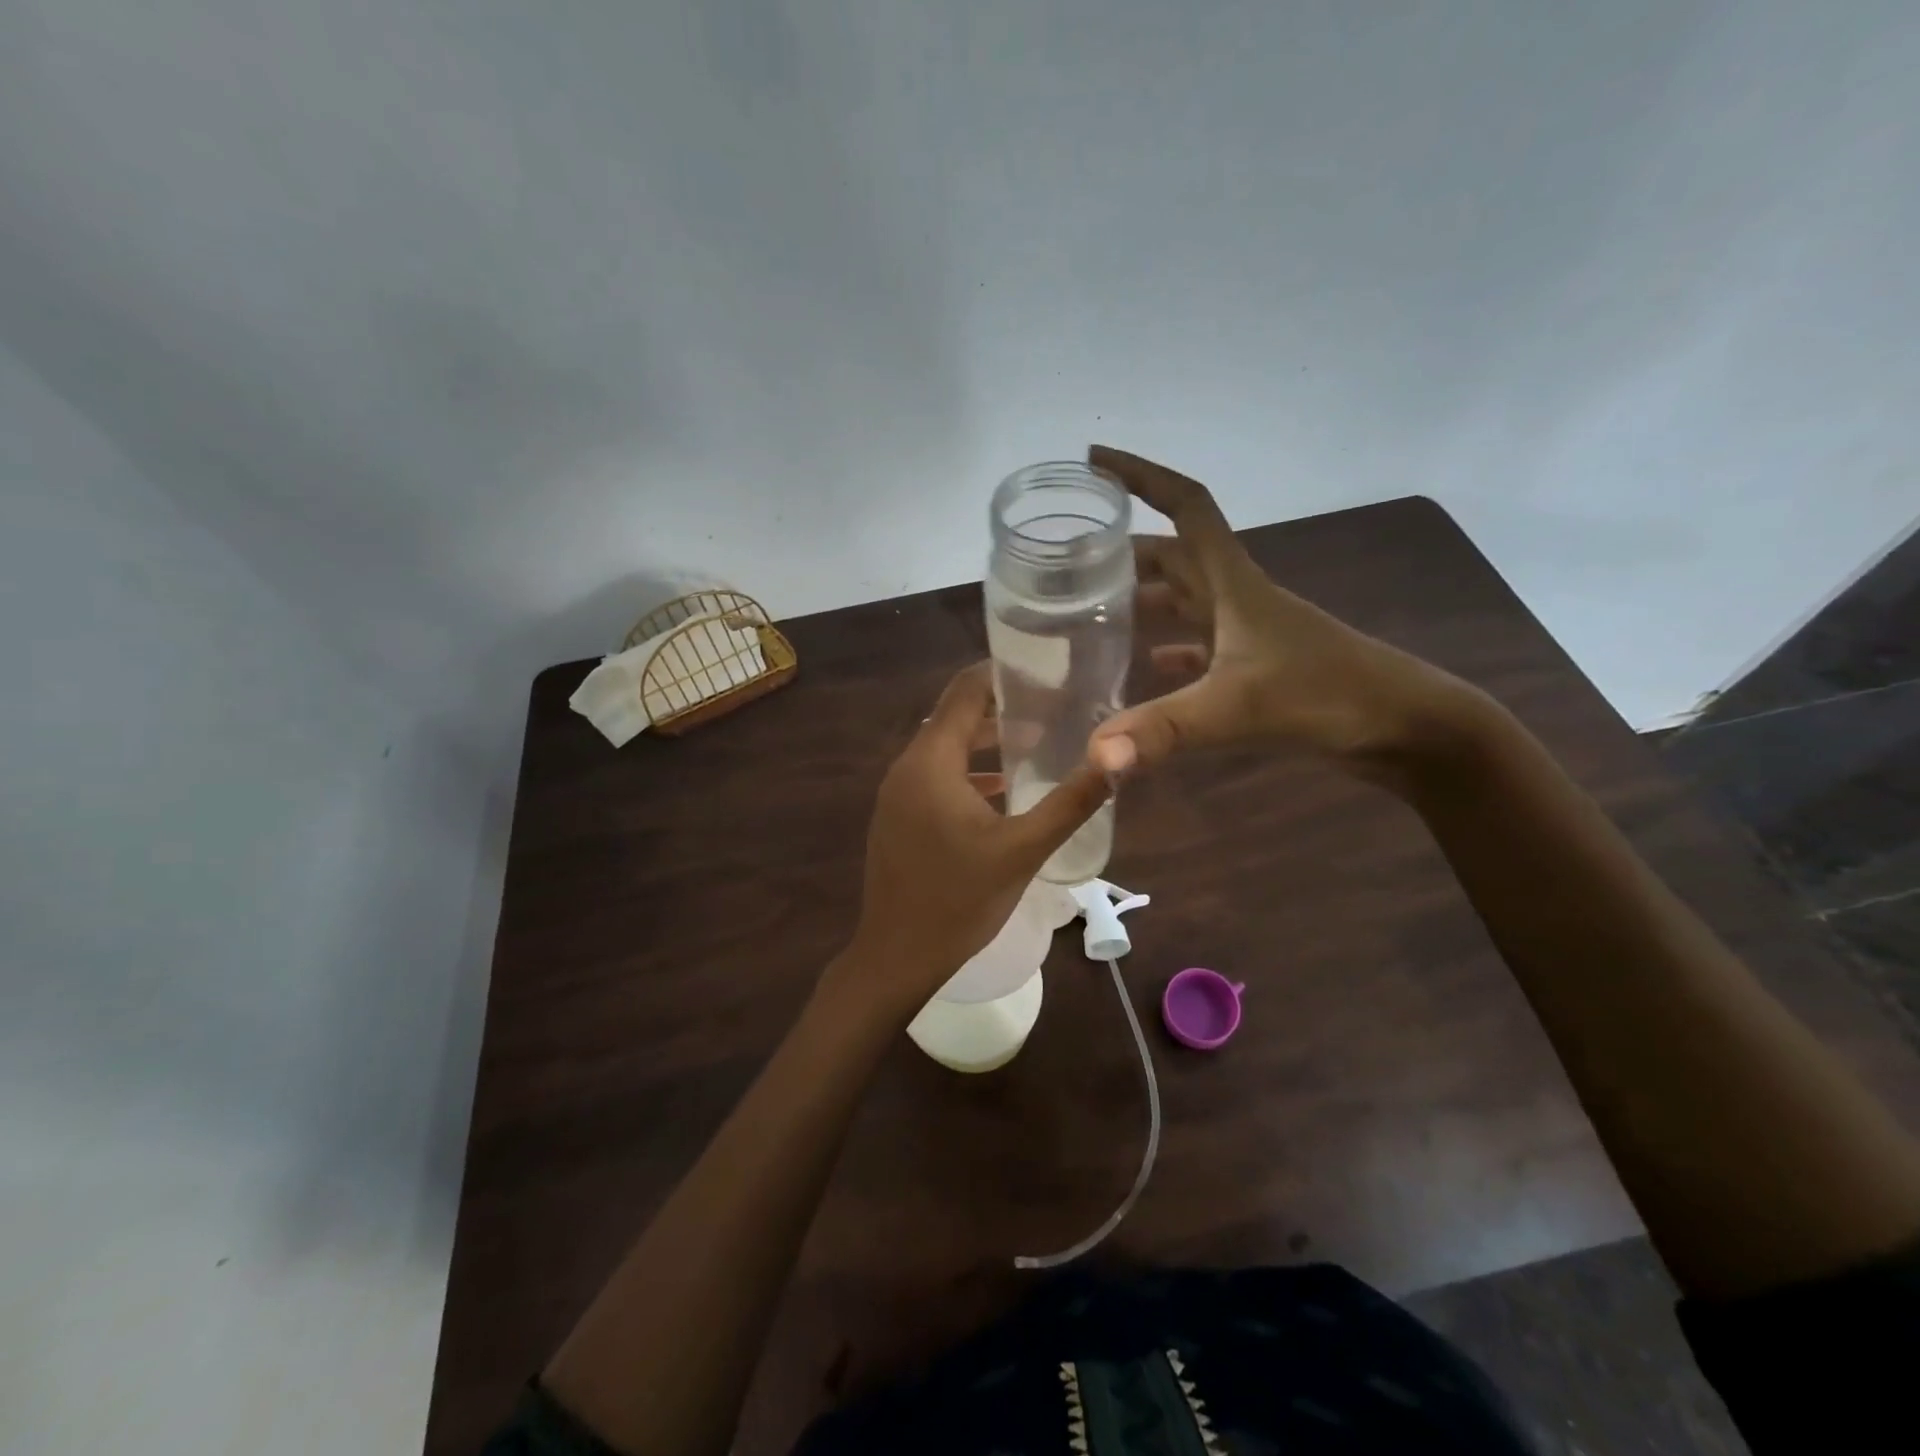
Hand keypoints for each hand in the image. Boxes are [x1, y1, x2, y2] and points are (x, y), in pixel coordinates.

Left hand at [831, 663, 1110, 1020]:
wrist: (896, 957)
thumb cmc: (959, 900)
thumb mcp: (1024, 850)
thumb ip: (1070, 802)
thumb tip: (1117, 759)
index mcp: (931, 762)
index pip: (964, 691)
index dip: (1001, 673)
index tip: (1044, 669)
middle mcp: (906, 767)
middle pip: (954, 717)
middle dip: (1000, 708)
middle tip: (1051, 705)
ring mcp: (896, 795)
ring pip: (944, 749)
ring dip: (984, 742)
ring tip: (1035, 740)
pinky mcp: (897, 818)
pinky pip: (934, 777)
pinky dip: (967, 772)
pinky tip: (1003, 790)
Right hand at [1086, 446, 1483, 785]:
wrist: (1407, 727)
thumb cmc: (1328, 696)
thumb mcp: (1238, 709)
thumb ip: (1164, 729)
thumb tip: (1096, 755)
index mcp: (1234, 582)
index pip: (1186, 506)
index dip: (1142, 476)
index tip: (1095, 462)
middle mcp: (1237, 596)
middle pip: (1174, 554)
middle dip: (1124, 549)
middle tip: (1071, 561)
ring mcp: (1249, 631)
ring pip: (1186, 598)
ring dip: (1145, 597)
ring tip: (1092, 610)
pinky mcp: (1257, 665)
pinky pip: (1200, 644)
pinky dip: (1171, 647)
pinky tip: (1148, 663)